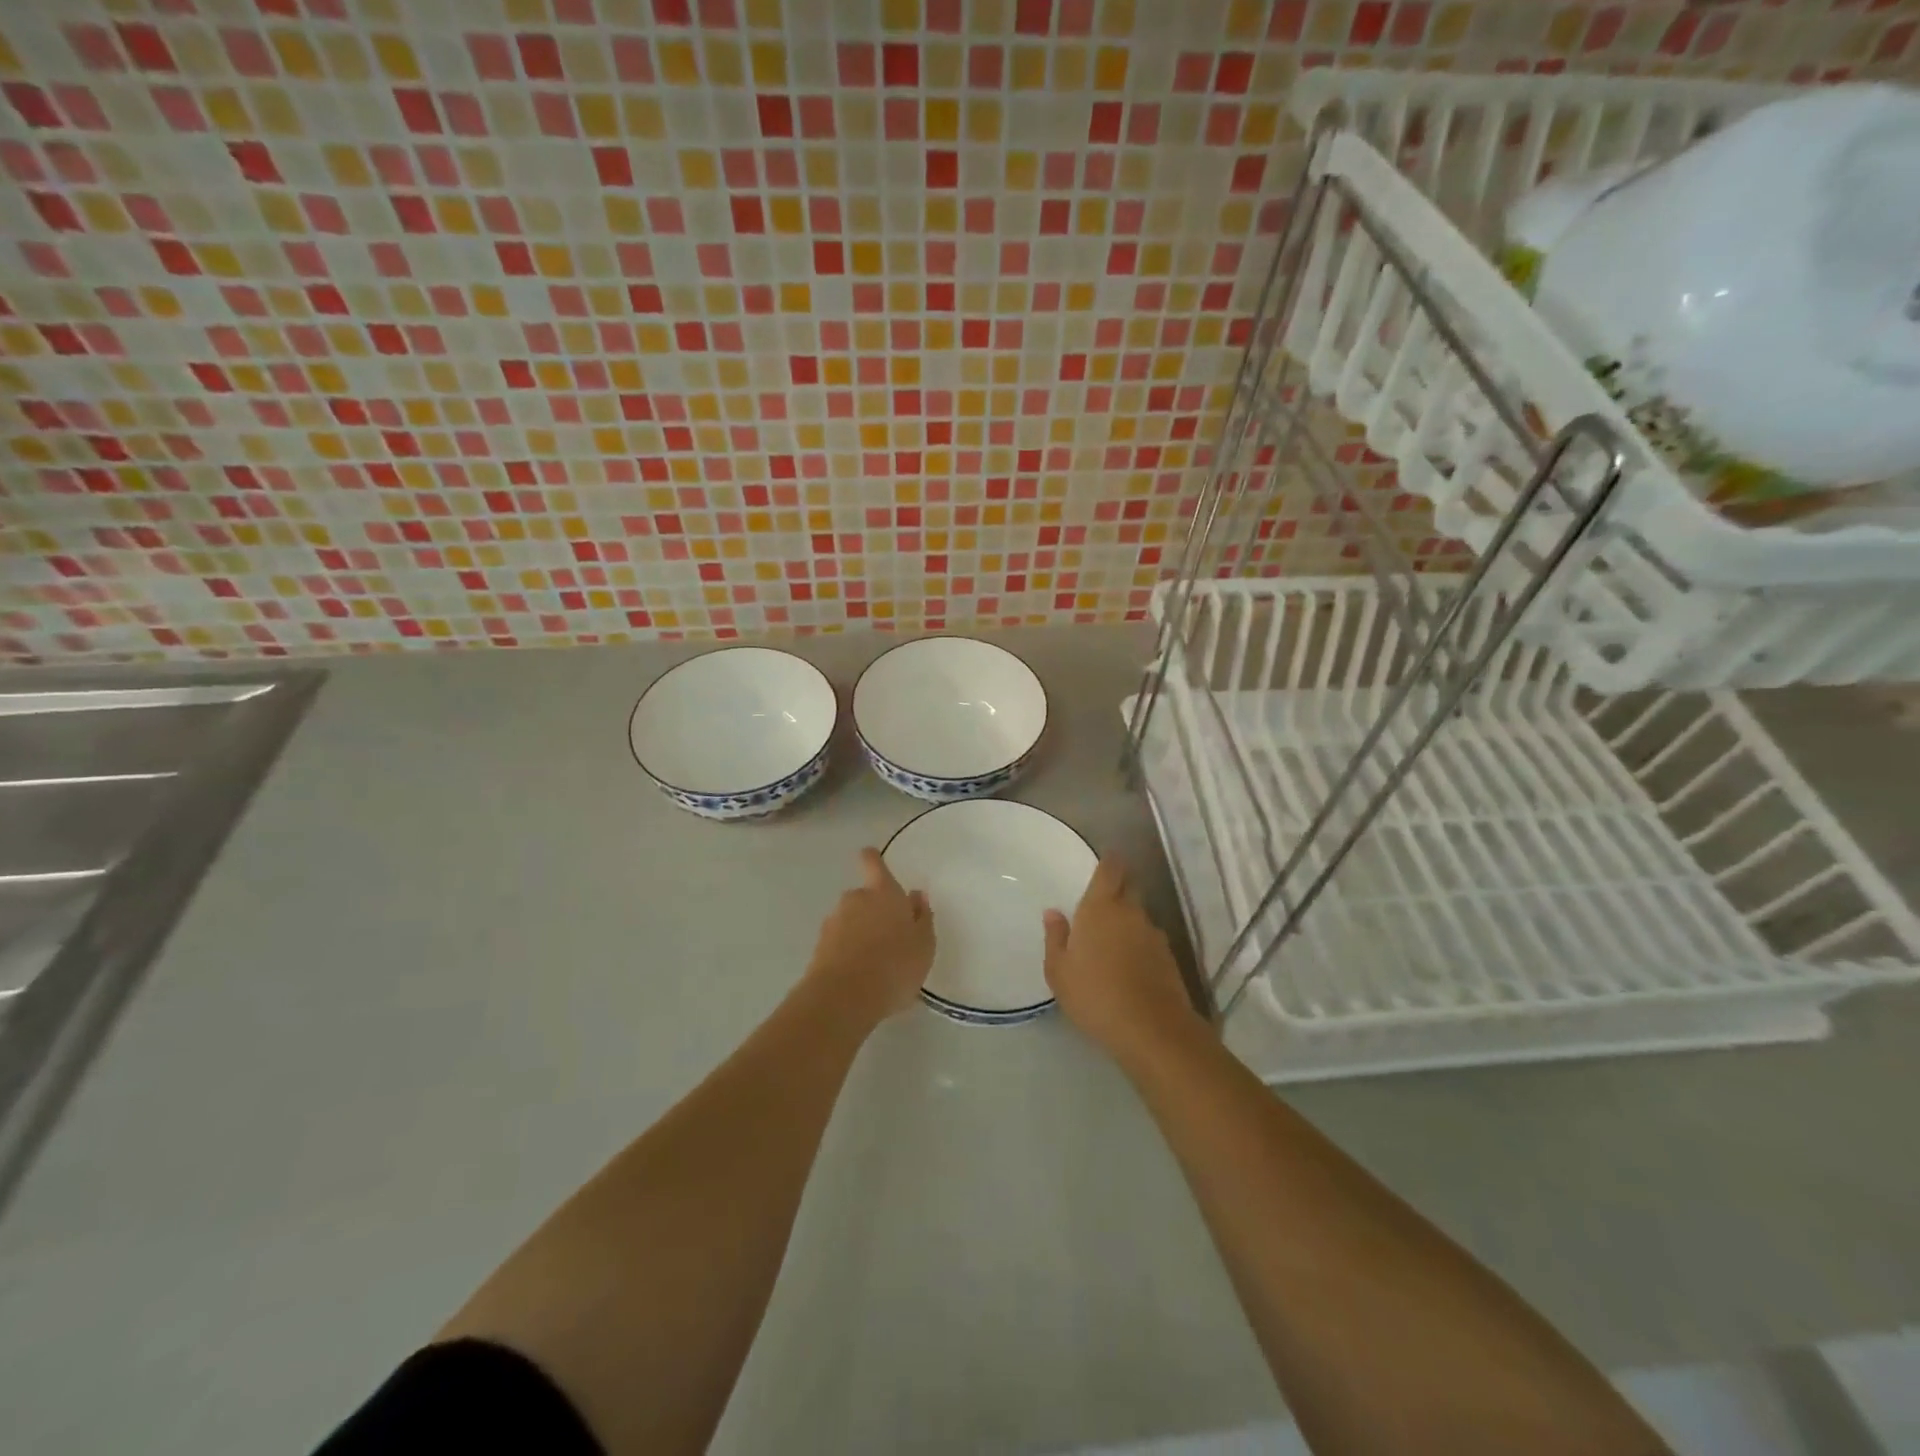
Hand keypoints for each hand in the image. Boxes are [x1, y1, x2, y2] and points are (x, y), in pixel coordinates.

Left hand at [806, 848, 935, 1023]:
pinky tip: (860, 975)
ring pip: (849, 920)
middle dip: (872, 910)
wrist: (845, 997)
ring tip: (875, 962)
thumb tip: (916, 897)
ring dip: (859, 932)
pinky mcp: (819, 947)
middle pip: (863, 896)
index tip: (871, 858)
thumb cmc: (895, 964)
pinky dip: (847, 952)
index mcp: (883, 892)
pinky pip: (838, 943)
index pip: (873, 863)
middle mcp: (855, 899)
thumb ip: (922, 917)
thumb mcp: (924, 944)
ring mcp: (833, 922)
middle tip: (889, 935)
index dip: (872, 859)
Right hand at [1044, 857, 1202, 1067]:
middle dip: (1118, 888)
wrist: (1151, 1029)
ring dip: (1128, 920)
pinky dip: (1139, 944)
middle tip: (1102, 902)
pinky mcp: (1168, 957)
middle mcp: (1130, 912)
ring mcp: (1153, 934)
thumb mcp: (1059, 971)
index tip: (1105, 861)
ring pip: (1139, 915)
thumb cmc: (1094, 995)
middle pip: (1128, 887)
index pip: (1110, 870)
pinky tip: (1129, 964)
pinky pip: (1149, 940)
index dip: (1109, 862)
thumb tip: (1053, 913)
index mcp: (1100, 908)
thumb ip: (1055, 938)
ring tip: (1112, 940)